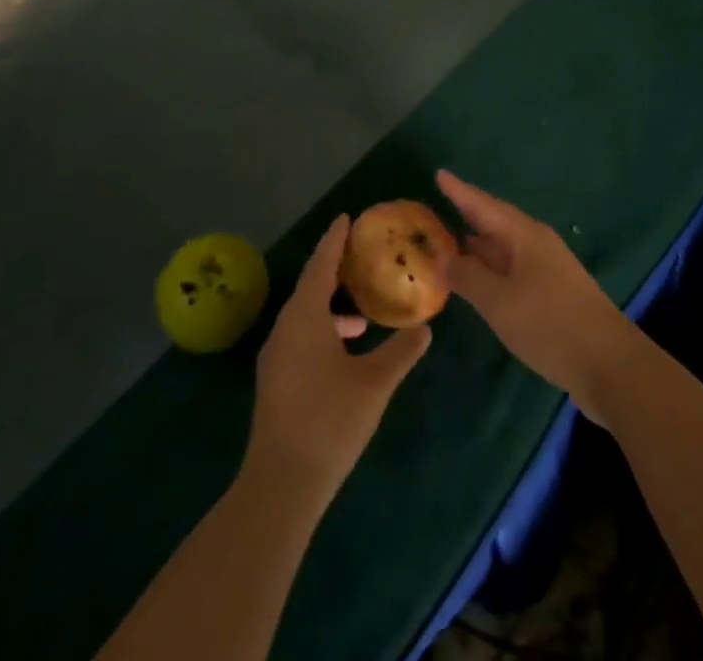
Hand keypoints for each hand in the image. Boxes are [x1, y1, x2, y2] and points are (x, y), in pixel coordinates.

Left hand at [245, 215, 430, 501]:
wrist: (281, 485)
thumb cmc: (330, 421)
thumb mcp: (375, 383)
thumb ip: (401, 351)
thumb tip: (426, 328)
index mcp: (305, 317)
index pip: (321, 264)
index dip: (335, 240)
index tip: (347, 217)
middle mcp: (285, 327)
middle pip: (311, 286)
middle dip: (335, 269)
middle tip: (362, 256)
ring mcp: (276, 355)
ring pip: (305, 314)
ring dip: (332, 306)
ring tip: (363, 313)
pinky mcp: (276, 379)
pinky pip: (301, 335)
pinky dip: (324, 328)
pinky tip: (346, 350)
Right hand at [437, 170, 637, 414]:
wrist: (609, 364)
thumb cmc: (551, 324)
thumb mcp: (500, 302)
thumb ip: (468, 277)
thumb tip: (443, 257)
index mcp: (524, 235)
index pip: (484, 205)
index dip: (460, 191)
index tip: (439, 174)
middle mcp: (536, 244)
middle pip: (495, 222)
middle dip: (467, 215)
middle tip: (436, 208)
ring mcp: (547, 268)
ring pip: (504, 247)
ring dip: (477, 244)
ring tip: (448, 242)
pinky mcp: (552, 293)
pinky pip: (512, 268)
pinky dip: (490, 268)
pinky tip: (478, 279)